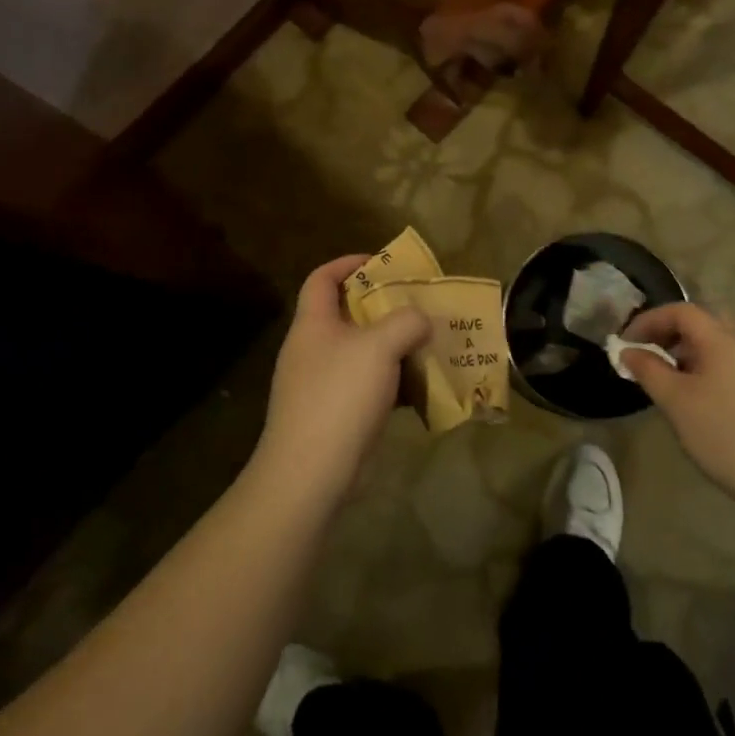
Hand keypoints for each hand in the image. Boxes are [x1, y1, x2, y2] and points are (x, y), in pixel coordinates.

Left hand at [251, 254, 430, 507]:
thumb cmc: (340, 395)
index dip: (349, 263)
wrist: (310, 473)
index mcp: (313, 324)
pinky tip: (417, 391)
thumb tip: (422, 318)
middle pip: (344, 314)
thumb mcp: (380, 347)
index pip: (322, 278)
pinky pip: (363, 387)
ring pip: (358, 353)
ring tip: (424, 345)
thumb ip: (406, 322)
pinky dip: (389, 383)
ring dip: (390, 347)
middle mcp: (311, 349)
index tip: (381, 263)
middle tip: (416, 306)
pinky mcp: (331, 415)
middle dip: (381, 308)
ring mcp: (318, 384)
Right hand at [621, 303, 734, 524]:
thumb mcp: (676, 401)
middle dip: (669, 332)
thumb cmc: (724, 435)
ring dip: (687, 350)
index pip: (681, 310)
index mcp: (722, 339)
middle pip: (702, 321)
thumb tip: (628, 351)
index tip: (626, 341)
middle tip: (647, 352)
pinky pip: (729, 362)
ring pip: (717, 343)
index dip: (649, 320)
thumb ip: (648, 370)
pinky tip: (696, 396)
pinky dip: (705, 365)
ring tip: (666, 376)